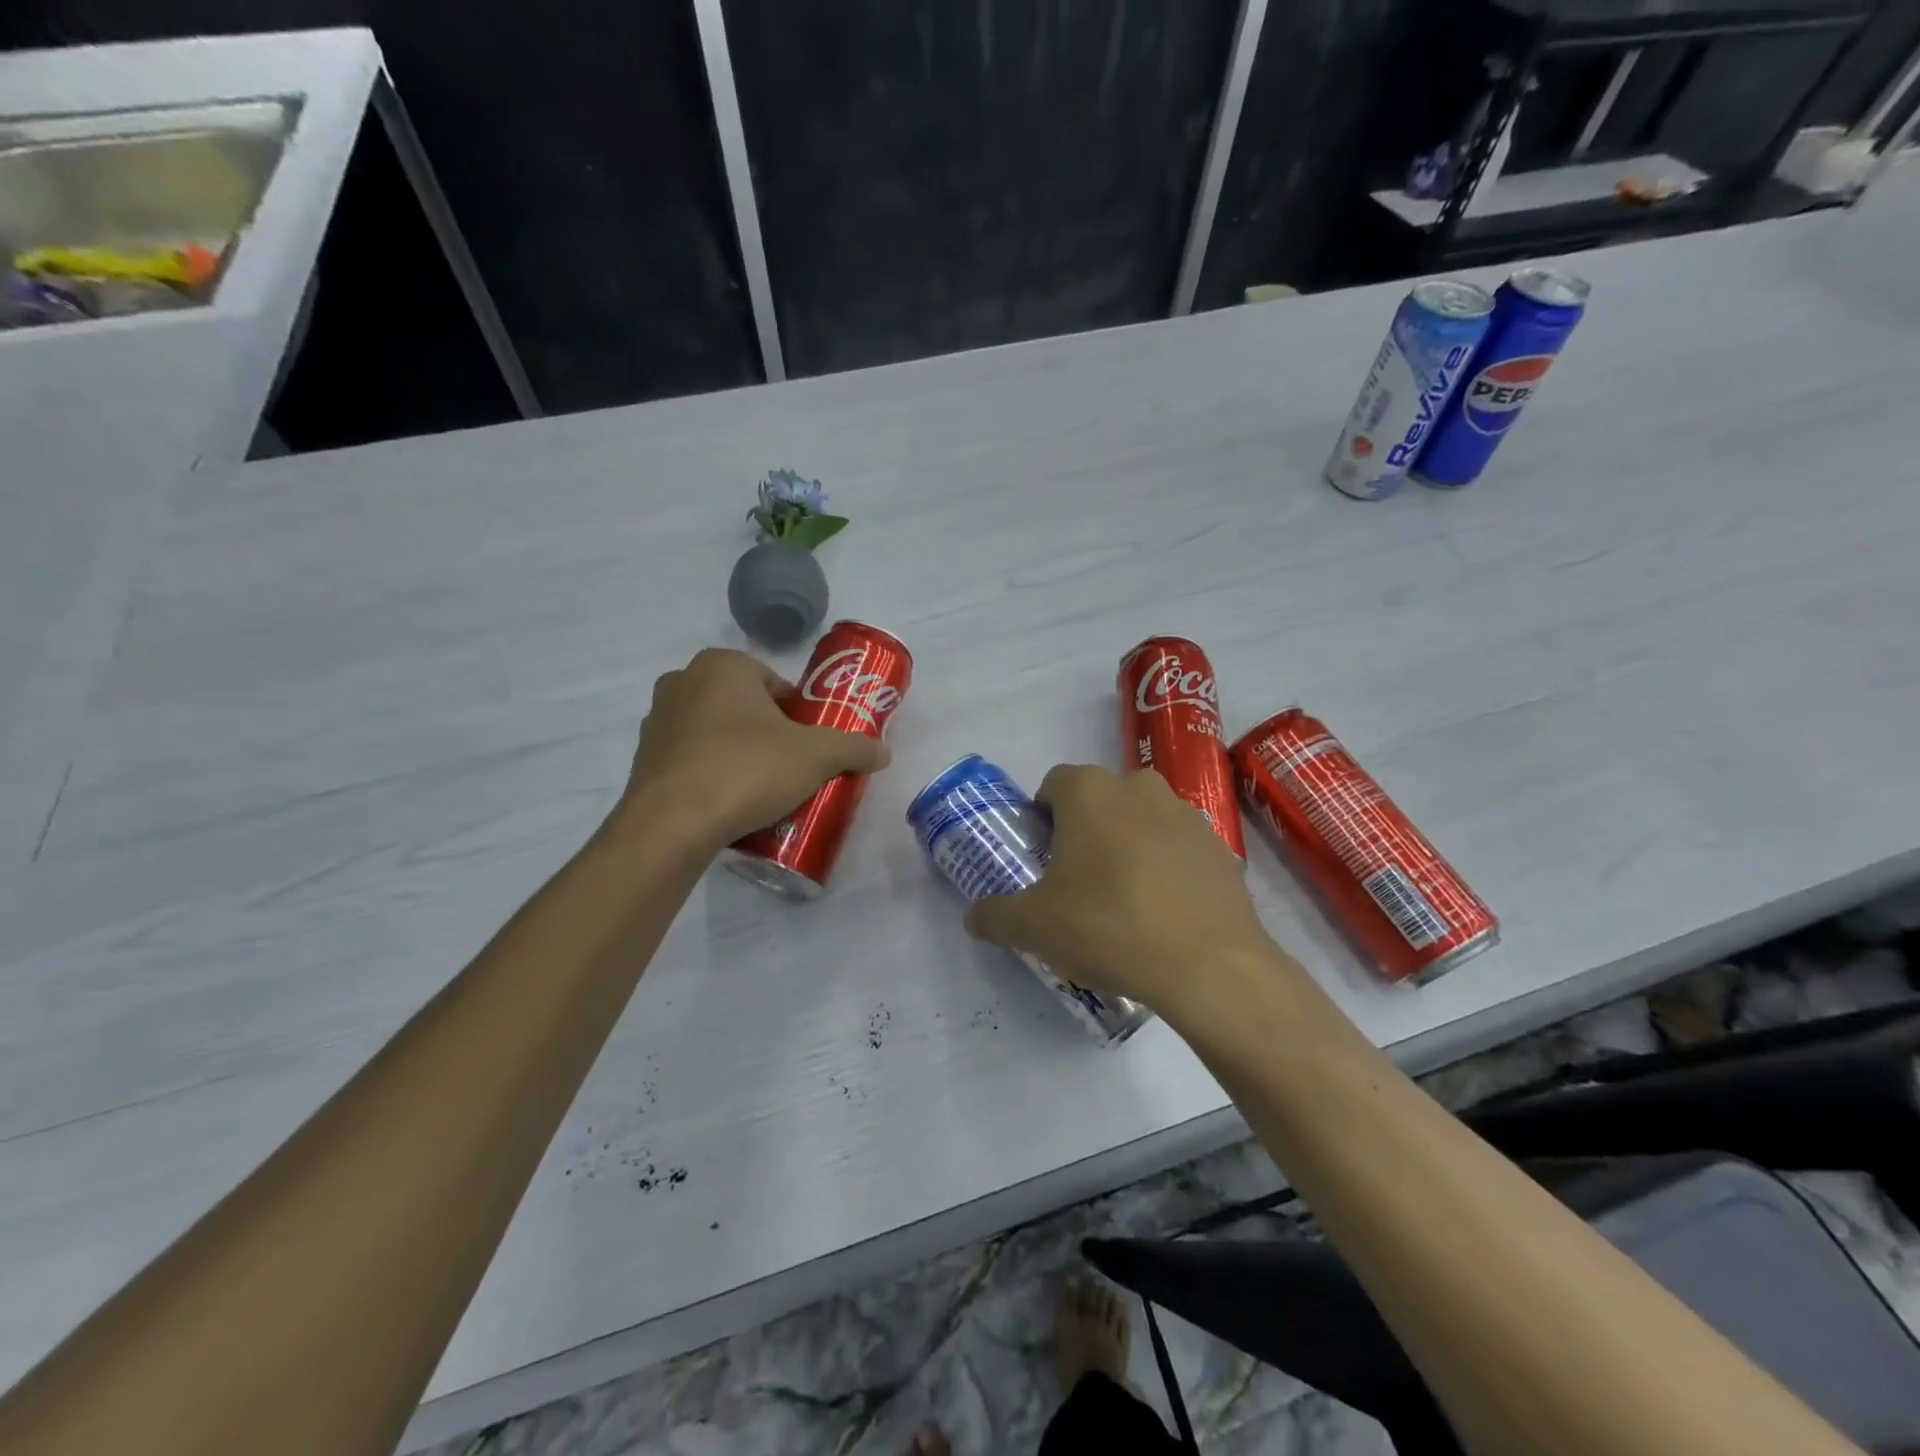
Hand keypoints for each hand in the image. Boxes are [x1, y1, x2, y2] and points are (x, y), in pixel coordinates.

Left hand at [617, 648, 889, 851]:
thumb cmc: (747, 769)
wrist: (672, 825)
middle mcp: (683, 681)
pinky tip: (727, 804)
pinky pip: (690, 759)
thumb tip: (883, 752)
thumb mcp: (816, 756)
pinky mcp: (642, 759)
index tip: (809, 747)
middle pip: (745, 706)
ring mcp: (657, 720)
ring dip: (738, 752)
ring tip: (760, 791)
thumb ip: (854, 747)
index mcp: (723, 665)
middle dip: (768, 734)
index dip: (799, 716)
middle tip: (790, 769)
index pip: (776, 685)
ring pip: (715, 732)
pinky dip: (710, 774)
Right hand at [963, 765, 1280, 1016]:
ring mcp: (1186, 814)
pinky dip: (1166, 868)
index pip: (1053, 785)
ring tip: (1124, 901)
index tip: (1042, 859)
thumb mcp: (1033, 927)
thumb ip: (995, 915)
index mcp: (1090, 791)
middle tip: (1078, 882)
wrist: (1207, 964)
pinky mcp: (1220, 847)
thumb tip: (973, 918)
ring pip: (1142, 820)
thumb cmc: (1107, 926)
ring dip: (1128, 846)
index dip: (1042, 819)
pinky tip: (1163, 914)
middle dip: (1085, 831)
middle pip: (1099, 800)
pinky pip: (1178, 848)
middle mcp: (1139, 787)